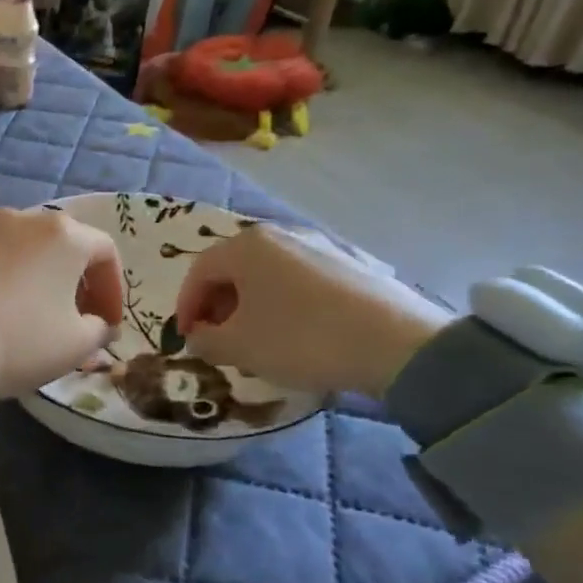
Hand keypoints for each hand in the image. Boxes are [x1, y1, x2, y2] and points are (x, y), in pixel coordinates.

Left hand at [0, 208, 123, 399]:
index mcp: (64, 234)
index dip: (113, 290)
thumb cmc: (20, 339)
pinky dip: (0, 275)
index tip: (108, 323)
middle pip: (62, 244)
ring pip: (22, 247)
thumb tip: (98, 324)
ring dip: (35, 275)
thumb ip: (99, 329)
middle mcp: (24, 217)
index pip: (105, 252)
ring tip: (31, 310)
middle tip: (74, 316)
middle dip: (75, 280)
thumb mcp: (76, 345)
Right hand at [174, 225, 449, 397]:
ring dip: (251, 306)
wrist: (396, 344)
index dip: (186, 307)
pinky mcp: (349, 265)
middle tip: (218, 339)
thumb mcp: (239, 347)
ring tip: (256, 340)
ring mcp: (319, 246)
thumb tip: (199, 336)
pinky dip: (284, 304)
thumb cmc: (301, 339)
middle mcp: (280, 235)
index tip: (187, 338)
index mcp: (245, 246)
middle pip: (233, 269)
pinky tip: (296, 334)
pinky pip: (299, 282)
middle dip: (218, 306)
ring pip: (267, 275)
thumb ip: (205, 341)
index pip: (199, 272)